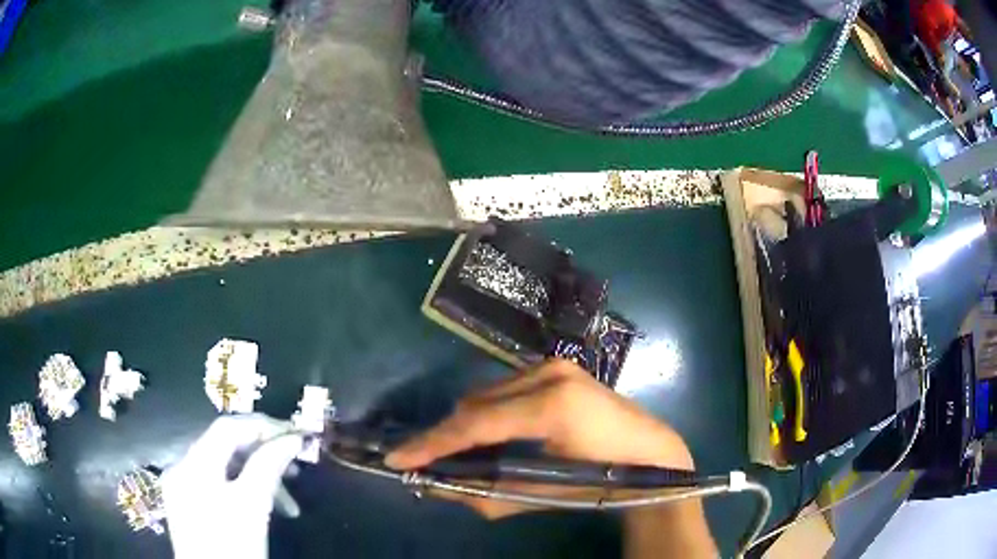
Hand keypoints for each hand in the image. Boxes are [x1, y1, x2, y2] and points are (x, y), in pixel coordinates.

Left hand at [162, 414, 303, 558]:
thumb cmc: (232, 546)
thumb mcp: (253, 507)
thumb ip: (269, 467)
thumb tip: (292, 439)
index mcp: (194, 463)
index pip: (228, 427)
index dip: (263, 426)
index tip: (296, 435)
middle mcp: (183, 467)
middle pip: (225, 447)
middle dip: (263, 455)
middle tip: (296, 469)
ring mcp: (182, 487)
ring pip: (223, 469)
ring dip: (257, 478)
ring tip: (288, 503)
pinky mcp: (187, 506)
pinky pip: (216, 486)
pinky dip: (241, 491)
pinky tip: (261, 508)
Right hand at [385, 359, 694, 518]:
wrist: (651, 450)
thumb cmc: (604, 479)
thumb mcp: (545, 493)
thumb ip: (486, 494)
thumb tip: (435, 488)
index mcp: (552, 406)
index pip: (476, 424)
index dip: (432, 443)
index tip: (396, 458)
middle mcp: (549, 374)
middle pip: (476, 404)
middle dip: (447, 434)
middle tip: (427, 461)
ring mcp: (554, 365)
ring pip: (488, 393)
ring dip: (468, 422)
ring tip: (459, 452)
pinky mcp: (558, 366)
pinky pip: (506, 388)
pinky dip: (490, 411)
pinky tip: (490, 433)